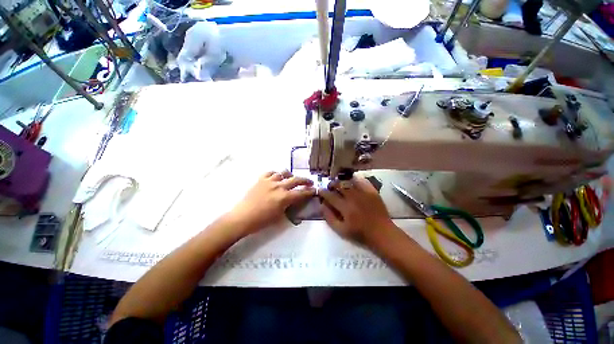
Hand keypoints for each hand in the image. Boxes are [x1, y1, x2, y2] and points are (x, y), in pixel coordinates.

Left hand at [230, 170, 315, 235]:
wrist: (242, 217)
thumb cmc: (261, 221)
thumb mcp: (279, 216)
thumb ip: (289, 205)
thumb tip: (293, 200)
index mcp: (284, 197)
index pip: (301, 192)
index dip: (310, 191)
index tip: (315, 190)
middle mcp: (279, 186)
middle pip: (296, 180)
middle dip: (305, 180)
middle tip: (310, 182)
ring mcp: (269, 181)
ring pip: (283, 173)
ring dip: (290, 175)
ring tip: (291, 178)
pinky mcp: (261, 179)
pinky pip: (270, 172)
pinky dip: (276, 174)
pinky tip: (276, 177)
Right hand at [319, 176, 394, 243]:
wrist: (382, 233)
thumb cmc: (360, 234)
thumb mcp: (341, 230)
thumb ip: (329, 217)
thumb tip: (322, 205)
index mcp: (345, 207)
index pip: (330, 196)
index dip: (323, 192)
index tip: (320, 191)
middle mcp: (353, 197)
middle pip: (339, 185)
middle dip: (331, 184)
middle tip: (330, 187)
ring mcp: (364, 193)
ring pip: (349, 182)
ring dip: (341, 182)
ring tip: (339, 184)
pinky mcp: (372, 191)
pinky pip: (362, 181)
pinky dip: (355, 179)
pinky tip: (352, 182)